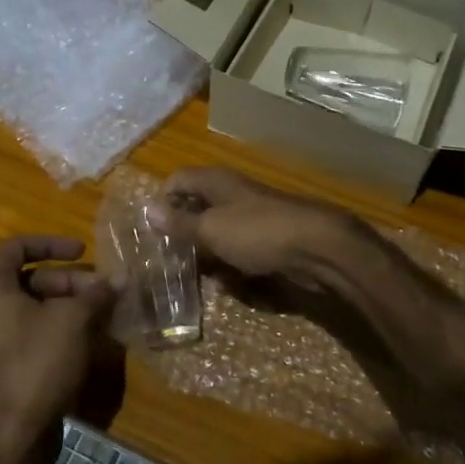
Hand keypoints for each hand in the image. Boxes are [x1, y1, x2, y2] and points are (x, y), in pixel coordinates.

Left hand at [0, 236, 118, 463]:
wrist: (16, 431)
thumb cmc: (38, 362)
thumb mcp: (73, 320)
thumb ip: (96, 293)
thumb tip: (121, 277)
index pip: (18, 246)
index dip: (52, 243)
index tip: (83, 251)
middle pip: (32, 277)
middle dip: (71, 280)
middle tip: (102, 291)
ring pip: (37, 305)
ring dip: (71, 303)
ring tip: (104, 311)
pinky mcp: (10, 359)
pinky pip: (36, 329)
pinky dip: (62, 325)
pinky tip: (91, 334)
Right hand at [160, 167, 364, 300]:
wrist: (317, 248)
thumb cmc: (257, 232)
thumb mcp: (211, 228)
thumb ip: (179, 222)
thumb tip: (147, 209)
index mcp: (215, 182)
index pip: (177, 180)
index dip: (161, 201)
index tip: (148, 231)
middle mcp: (231, 194)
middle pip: (196, 207)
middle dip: (181, 231)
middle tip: (163, 258)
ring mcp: (251, 217)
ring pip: (216, 232)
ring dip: (204, 252)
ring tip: (187, 276)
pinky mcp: (267, 240)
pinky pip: (238, 250)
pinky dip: (229, 264)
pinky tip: (224, 283)